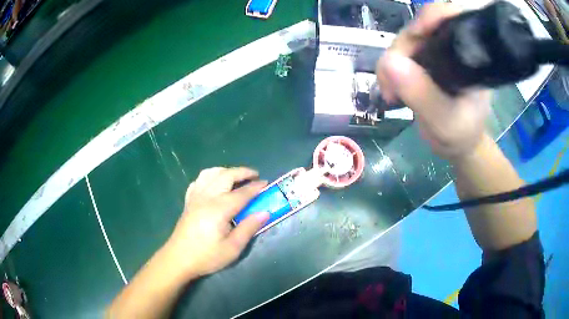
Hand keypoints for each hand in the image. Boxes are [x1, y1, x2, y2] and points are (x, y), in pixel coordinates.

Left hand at [163, 167, 268, 279]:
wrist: (178, 259)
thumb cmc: (207, 256)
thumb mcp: (232, 248)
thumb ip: (248, 228)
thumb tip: (264, 212)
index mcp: (219, 208)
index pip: (242, 193)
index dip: (256, 187)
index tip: (266, 183)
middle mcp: (207, 197)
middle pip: (226, 175)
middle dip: (242, 172)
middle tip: (255, 175)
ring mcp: (195, 197)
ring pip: (210, 173)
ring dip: (226, 171)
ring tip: (236, 177)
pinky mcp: (188, 201)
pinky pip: (199, 181)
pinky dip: (210, 177)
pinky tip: (214, 184)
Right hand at [376, 3, 491, 160]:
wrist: (459, 143)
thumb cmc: (460, 135)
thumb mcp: (443, 122)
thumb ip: (422, 94)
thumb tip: (390, 62)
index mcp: (470, 56)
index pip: (452, 17)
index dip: (431, 17)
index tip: (415, 36)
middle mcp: (454, 46)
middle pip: (422, 26)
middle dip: (402, 49)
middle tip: (392, 82)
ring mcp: (439, 50)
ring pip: (407, 38)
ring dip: (393, 61)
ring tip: (391, 91)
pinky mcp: (426, 57)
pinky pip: (402, 51)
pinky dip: (391, 66)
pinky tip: (392, 86)